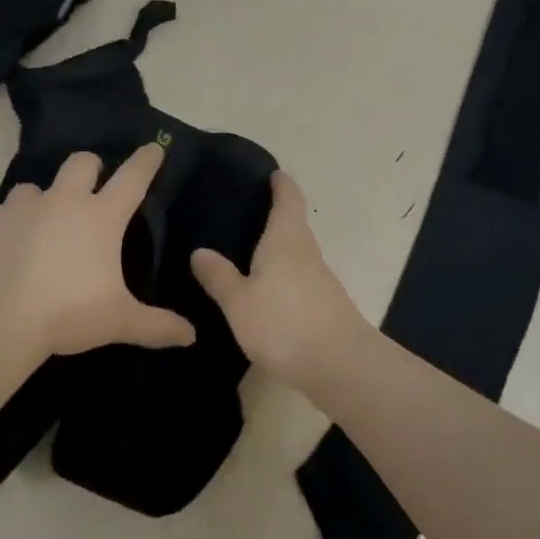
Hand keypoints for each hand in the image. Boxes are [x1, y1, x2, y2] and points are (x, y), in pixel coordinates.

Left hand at [0, 145, 196, 360]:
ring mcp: (22, 207)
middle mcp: (63, 201)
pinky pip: (2, 213)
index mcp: (101, 218)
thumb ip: (157, 326)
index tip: (154, 147)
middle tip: (92, 185)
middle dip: (91, 167)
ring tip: (42, 224)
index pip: (132, 178)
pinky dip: (9, 225)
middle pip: (82, 163)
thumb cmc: (67, 313)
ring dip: (43, 199)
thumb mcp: (119, 322)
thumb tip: (191, 336)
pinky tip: (7, 248)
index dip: (146, 161)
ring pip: (35, 186)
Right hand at [191, 172, 368, 385]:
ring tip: (246, 252)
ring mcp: (320, 280)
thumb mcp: (239, 301)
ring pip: (296, 254)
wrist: (339, 365)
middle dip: (274, 216)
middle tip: (243, 214)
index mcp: (286, 240)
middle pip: (293, 225)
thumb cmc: (283, 322)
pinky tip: (265, 290)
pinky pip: (299, 279)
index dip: (281, 184)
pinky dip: (282, 275)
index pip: (288, 198)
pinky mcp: (324, 305)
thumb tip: (200, 251)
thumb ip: (219, 276)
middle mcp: (306, 252)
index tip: (272, 173)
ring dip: (278, 249)